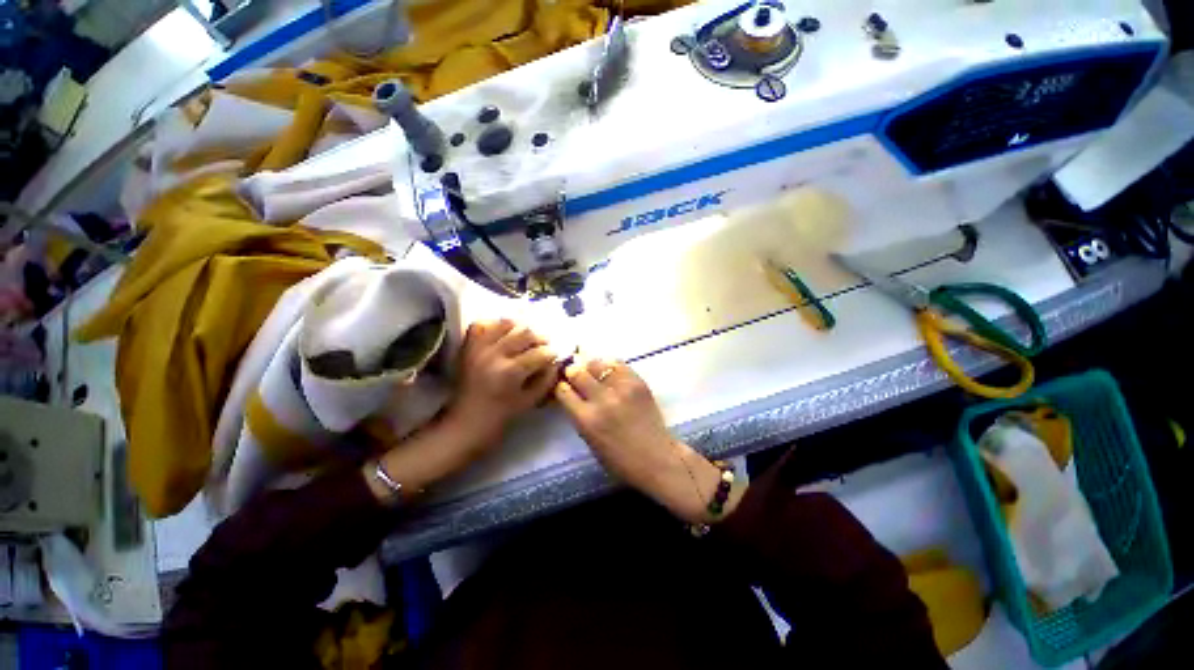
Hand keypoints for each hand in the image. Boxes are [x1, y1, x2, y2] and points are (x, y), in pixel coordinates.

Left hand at [448, 318, 559, 444]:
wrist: (465, 422)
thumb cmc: (501, 416)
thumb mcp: (530, 401)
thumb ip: (546, 379)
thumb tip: (556, 362)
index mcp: (510, 372)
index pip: (540, 352)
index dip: (552, 353)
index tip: (556, 355)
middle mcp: (494, 354)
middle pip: (525, 333)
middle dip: (540, 338)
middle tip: (544, 345)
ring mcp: (478, 347)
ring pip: (506, 324)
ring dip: (521, 329)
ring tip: (526, 338)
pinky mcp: (467, 346)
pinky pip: (481, 324)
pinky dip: (494, 325)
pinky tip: (503, 334)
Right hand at [554, 357, 734, 522]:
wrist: (657, 458)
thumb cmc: (619, 460)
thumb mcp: (590, 440)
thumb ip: (579, 414)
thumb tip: (571, 392)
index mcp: (586, 419)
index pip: (563, 391)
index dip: (561, 386)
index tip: (563, 386)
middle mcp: (601, 400)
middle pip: (577, 372)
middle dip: (572, 372)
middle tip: (575, 374)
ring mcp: (621, 388)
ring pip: (596, 363)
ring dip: (591, 367)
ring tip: (593, 372)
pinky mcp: (637, 382)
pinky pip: (618, 364)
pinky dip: (610, 366)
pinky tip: (610, 372)